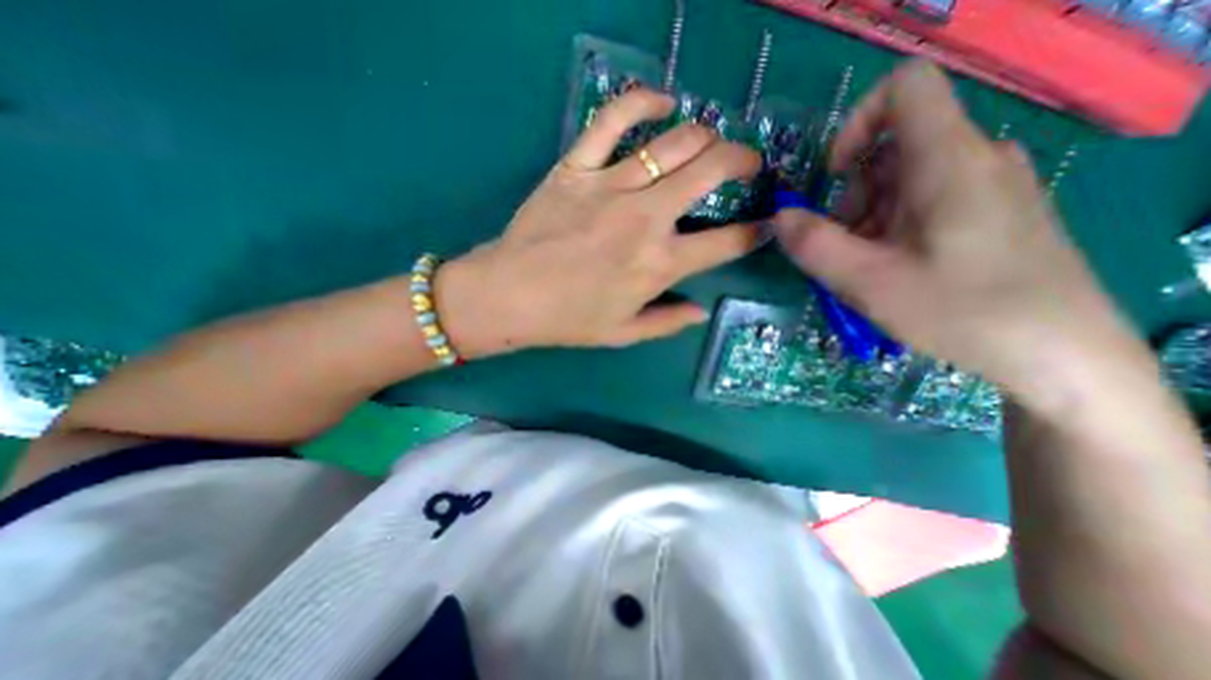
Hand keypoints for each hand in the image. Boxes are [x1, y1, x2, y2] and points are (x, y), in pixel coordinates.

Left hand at [435, 87, 754, 358]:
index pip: (727, 243)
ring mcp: (611, 186)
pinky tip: (663, 102)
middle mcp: (646, 219)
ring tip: (711, 143)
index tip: (765, 224)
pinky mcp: (577, 167)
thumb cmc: (568, 320)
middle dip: (743, 162)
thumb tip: (701, 311)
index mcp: (660, 265)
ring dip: (706, 136)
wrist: (509, 295)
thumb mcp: (624, 333)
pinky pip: (614, 119)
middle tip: (748, 165)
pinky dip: (644, 101)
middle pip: (712, 171)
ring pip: (675, 142)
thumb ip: (667, 322)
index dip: (756, 232)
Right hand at [770, 58, 1130, 403]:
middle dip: (852, 197)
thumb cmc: (960, 311)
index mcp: (947, 161)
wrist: (1058, 353)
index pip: (902, 89)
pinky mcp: (991, 210)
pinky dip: (892, 228)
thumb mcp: (867, 281)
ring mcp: (986, 185)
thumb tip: (779, 217)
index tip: (832, 176)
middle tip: (849, 250)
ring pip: (903, 181)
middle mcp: (973, 158)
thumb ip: (813, 245)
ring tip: (870, 269)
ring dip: (868, 220)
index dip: (855, 122)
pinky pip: (924, 201)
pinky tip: (896, 270)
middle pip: (891, 150)